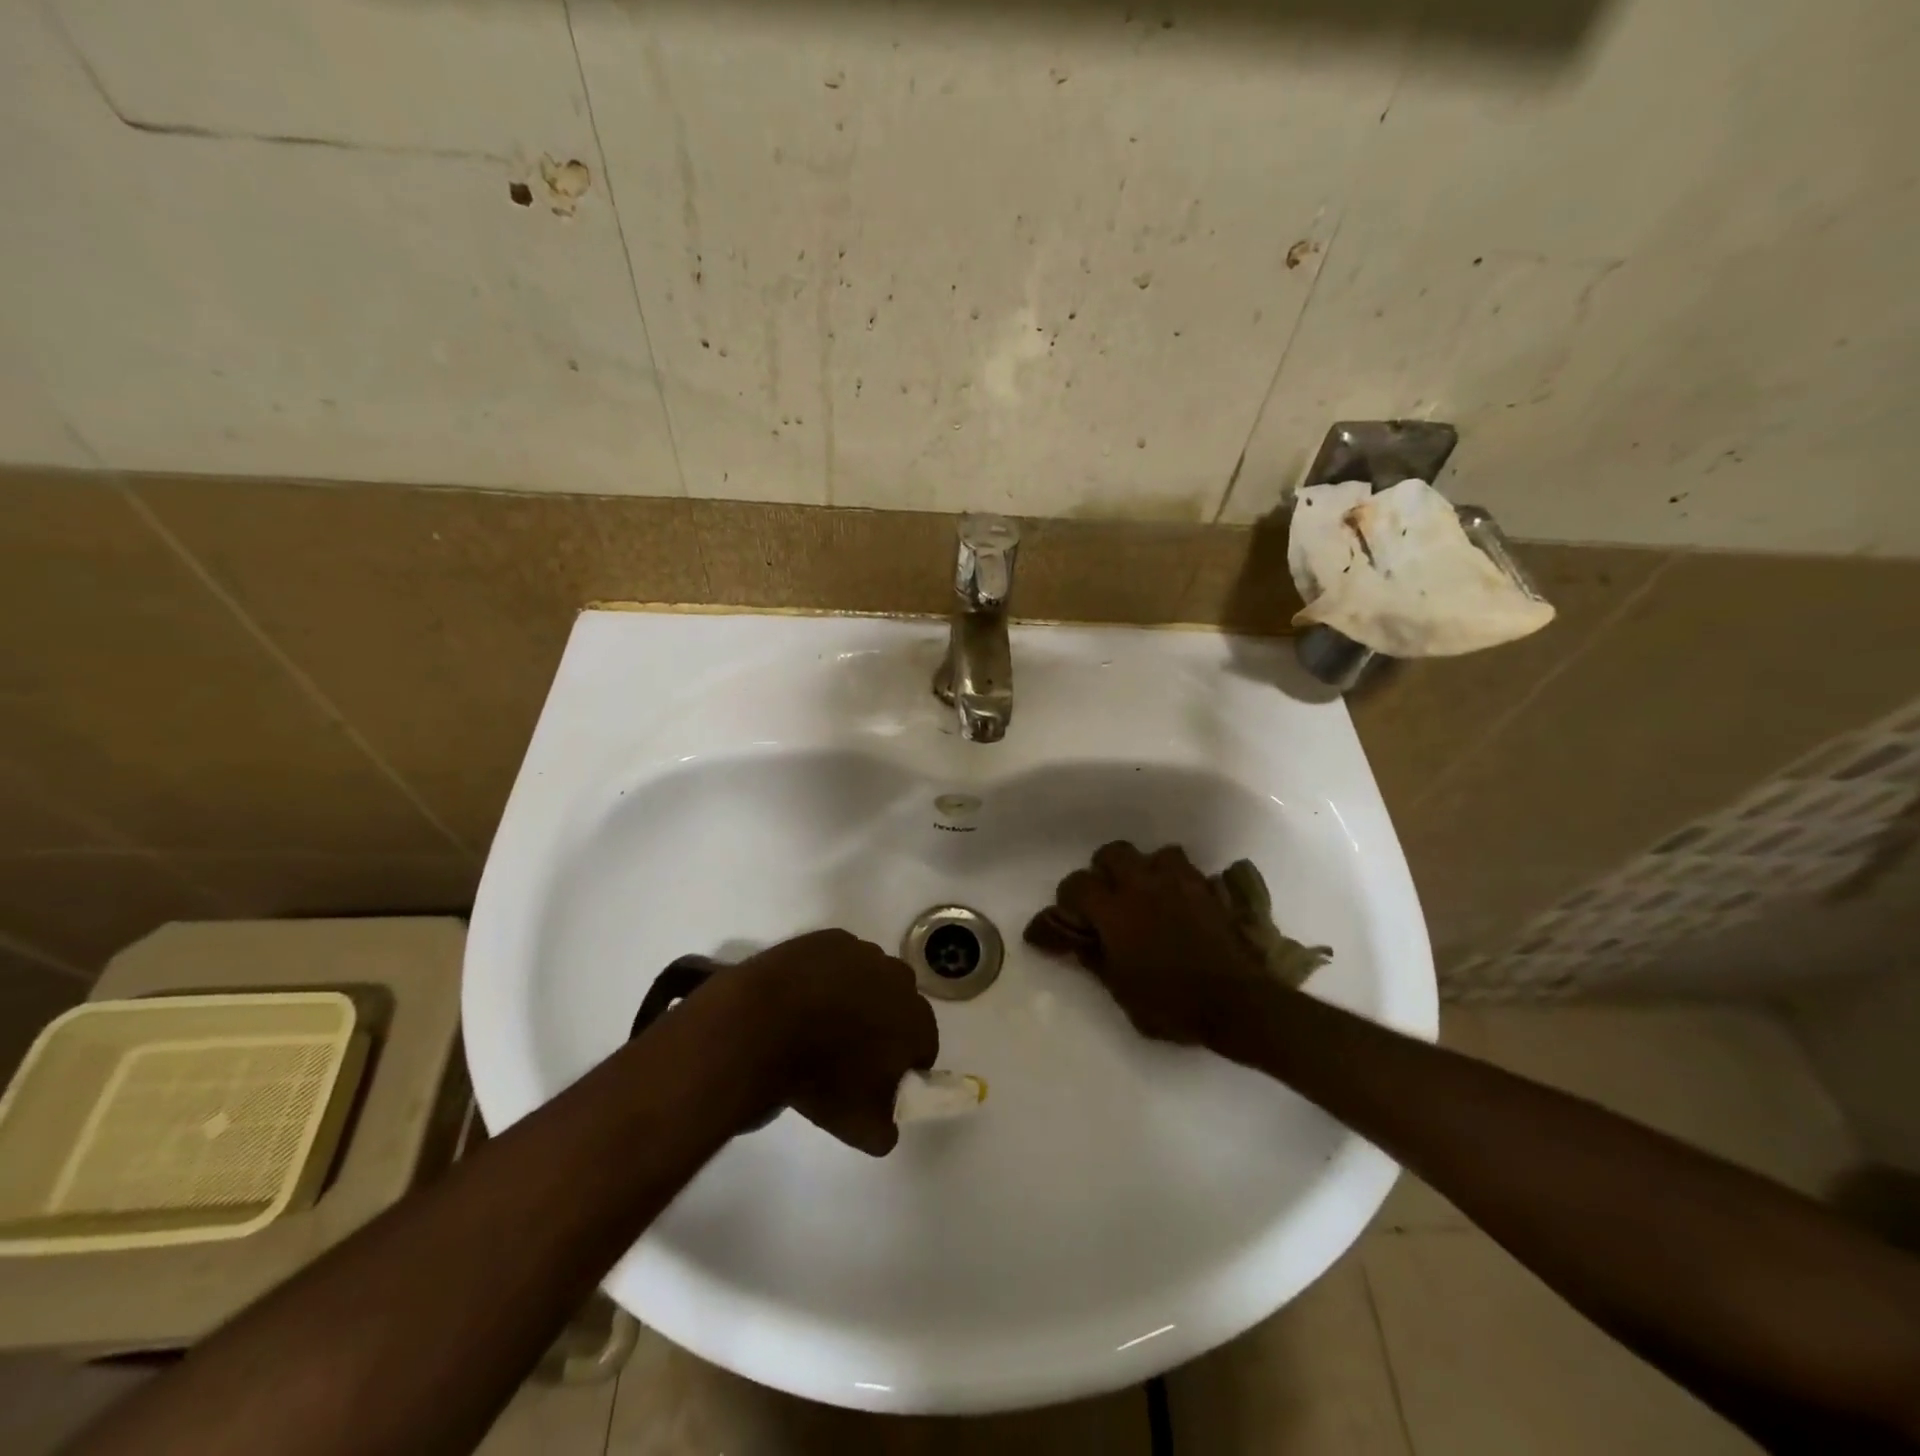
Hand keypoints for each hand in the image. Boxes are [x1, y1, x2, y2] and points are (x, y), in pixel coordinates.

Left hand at [716, 930, 938, 1155]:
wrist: (762, 1025)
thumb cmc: (820, 1076)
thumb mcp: (858, 1126)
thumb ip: (886, 1129)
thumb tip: (888, 1122)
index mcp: (916, 1020)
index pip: (924, 1046)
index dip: (903, 1065)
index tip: (876, 1079)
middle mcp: (900, 979)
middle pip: (899, 1006)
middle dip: (883, 1025)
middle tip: (847, 1052)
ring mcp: (864, 953)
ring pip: (870, 979)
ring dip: (856, 997)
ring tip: (819, 1023)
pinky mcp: (830, 938)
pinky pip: (838, 960)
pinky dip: (827, 976)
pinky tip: (802, 997)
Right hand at [1025, 841, 1277, 1052]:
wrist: (1236, 1003)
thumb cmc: (1171, 1004)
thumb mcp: (1120, 989)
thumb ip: (1092, 956)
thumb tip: (1069, 938)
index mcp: (1115, 911)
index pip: (1077, 884)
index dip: (1068, 898)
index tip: (1071, 916)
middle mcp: (1143, 886)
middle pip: (1112, 853)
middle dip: (1104, 871)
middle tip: (1107, 898)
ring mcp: (1179, 883)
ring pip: (1153, 853)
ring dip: (1144, 869)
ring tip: (1146, 893)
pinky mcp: (1207, 889)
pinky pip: (1185, 868)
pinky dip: (1175, 878)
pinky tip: (1176, 900)